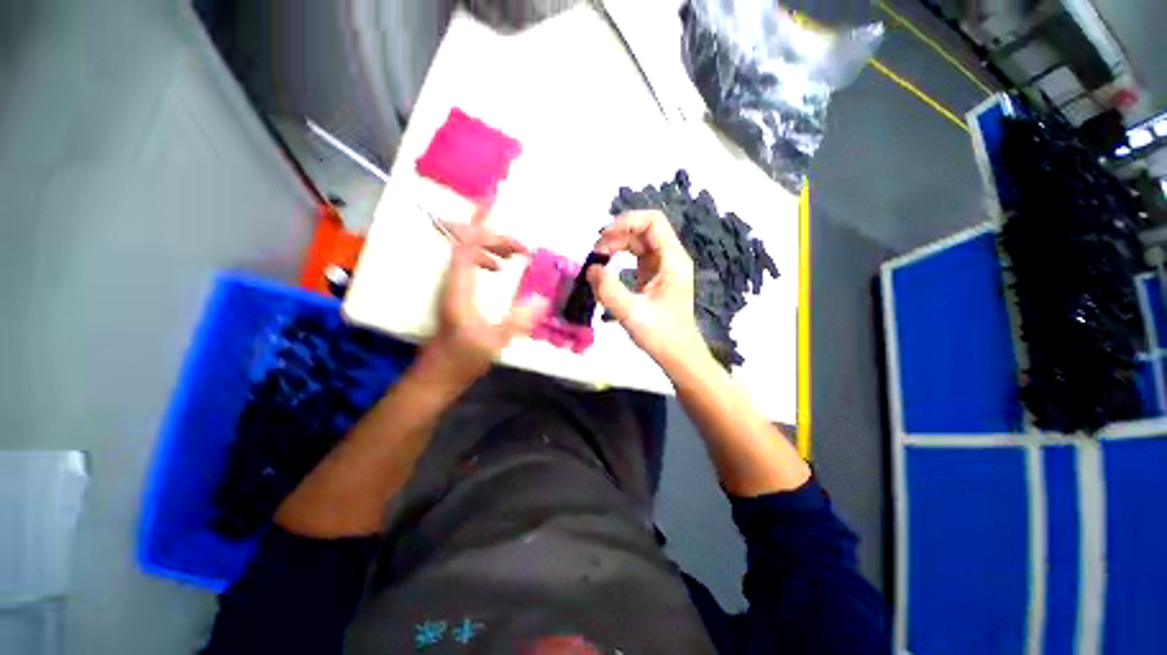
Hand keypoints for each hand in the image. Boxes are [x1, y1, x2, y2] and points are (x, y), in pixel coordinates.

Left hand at [418, 215, 547, 390]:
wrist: (436, 378)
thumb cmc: (461, 361)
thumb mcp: (493, 342)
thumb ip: (517, 322)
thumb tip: (542, 300)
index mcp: (458, 288)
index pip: (466, 247)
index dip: (480, 226)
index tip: (494, 207)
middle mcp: (453, 284)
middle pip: (468, 247)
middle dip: (495, 240)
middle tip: (523, 248)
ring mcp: (454, 290)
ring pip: (469, 257)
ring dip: (492, 250)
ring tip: (515, 255)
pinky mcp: (458, 299)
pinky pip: (472, 268)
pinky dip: (487, 262)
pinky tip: (501, 272)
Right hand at [589, 211, 706, 370]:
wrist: (678, 355)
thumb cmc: (661, 335)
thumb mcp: (631, 313)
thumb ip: (608, 289)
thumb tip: (592, 269)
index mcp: (672, 260)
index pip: (653, 222)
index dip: (627, 222)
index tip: (604, 237)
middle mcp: (670, 258)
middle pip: (643, 230)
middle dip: (618, 235)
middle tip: (596, 253)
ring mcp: (662, 268)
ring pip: (638, 244)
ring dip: (617, 247)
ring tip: (598, 261)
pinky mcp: (653, 278)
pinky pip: (635, 259)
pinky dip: (619, 260)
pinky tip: (607, 274)